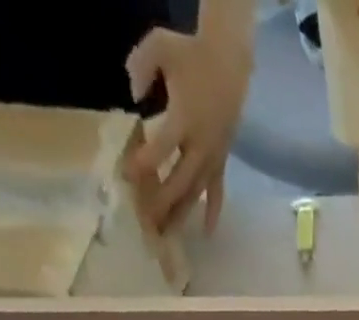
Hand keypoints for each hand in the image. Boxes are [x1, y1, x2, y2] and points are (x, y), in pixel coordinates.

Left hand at [123, 9, 252, 235]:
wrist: (230, 62)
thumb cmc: (192, 53)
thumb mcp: (159, 45)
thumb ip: (140, 66)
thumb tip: (134, 97)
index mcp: (185, 118)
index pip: (163, 146)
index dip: (145, 162)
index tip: (128, 176)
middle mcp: (201, 145)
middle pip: (181, 181)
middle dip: (163, 203)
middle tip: (146, 222)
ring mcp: (213, 157)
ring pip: (196, 192)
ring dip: (182, 214)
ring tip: (168, 234)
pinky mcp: (221, 162)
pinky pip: (217, 192)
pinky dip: (213, 212)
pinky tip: (207, 233)